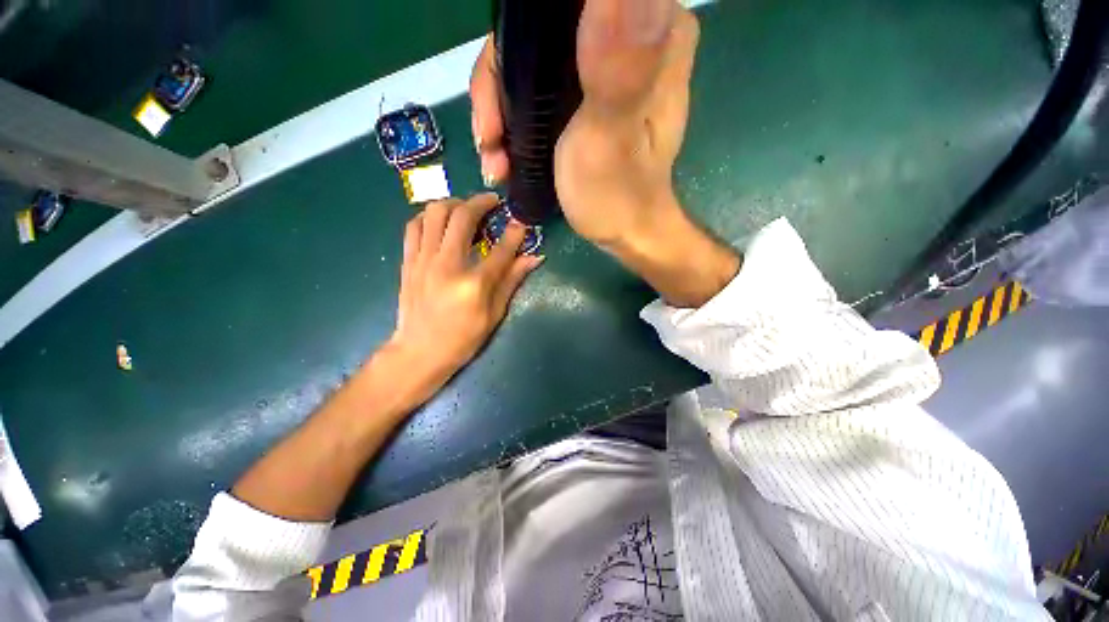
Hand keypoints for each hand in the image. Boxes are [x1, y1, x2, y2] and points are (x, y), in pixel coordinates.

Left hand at [385, 194, 542, 402]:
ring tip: (466, 210)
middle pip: (463, 217)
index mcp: (473, 284)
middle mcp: (447, 265)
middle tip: (492, 203)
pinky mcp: (408, 261)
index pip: (500, 249)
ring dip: (454, 204)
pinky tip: (441, 222)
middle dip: (481, 203)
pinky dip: (429, 216)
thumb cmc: (463, 339)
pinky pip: (415, 226)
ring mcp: (423, 260)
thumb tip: (534, 258)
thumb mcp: (494, 314)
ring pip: (435, 213)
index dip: (515, 232)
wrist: (419, 352)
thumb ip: (512, 281)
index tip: (521, 221)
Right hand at [471, 0, 695, 247]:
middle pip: (538, 37)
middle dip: (500, 88)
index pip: (560, 10)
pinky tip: (503, 157)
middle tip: (488, 140)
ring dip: (500, 113)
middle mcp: (628, 39)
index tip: (496, 104)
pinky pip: (535, 91)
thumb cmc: (619, 195)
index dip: (517, 45)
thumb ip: (615, 66)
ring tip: (494, 160)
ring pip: (530, 64)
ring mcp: (602, 69)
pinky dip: (513, 123)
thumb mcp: (613, 135)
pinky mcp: (585, 98)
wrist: (624, 233)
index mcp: (650, 34)